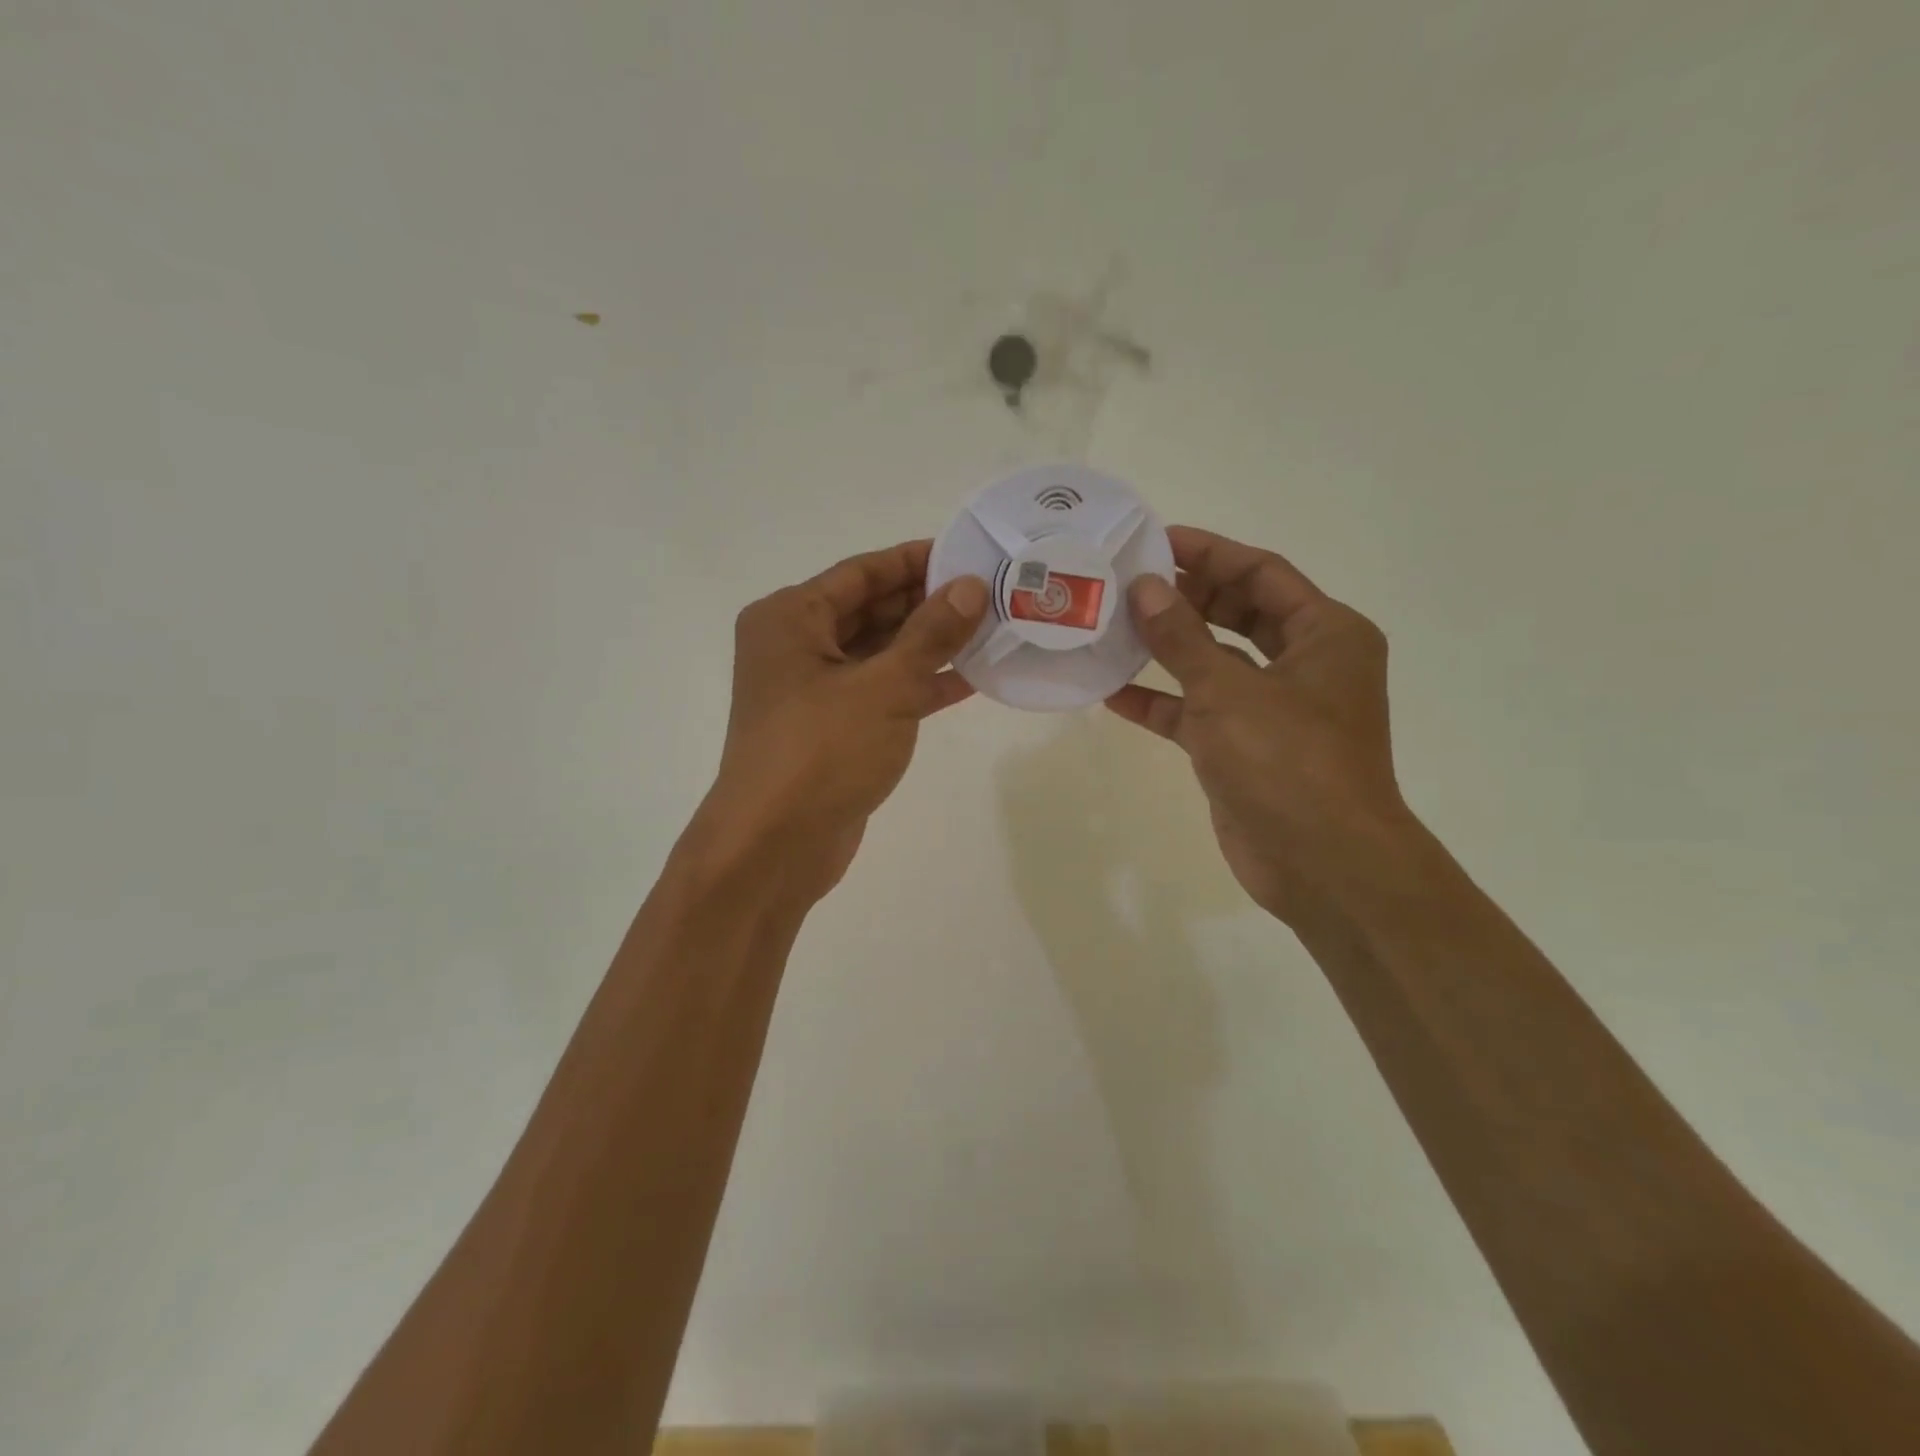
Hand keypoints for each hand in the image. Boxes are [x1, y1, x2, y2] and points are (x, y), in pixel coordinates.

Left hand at [686, 541, 987, 907]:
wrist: (774, 847)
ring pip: (879, 654)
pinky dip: (919, 686)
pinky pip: (881, 692)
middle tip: (990, 595)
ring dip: (929, 646)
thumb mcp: (884, 687)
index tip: (968, 554)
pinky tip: (969, 680)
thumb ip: (930, 634)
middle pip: (871, 610)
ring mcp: (813, 691)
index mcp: (791, 618)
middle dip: (928, 604)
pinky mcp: (833, 729)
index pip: (862, 572)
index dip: (916, 561)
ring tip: (990, 632)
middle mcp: (796, 646)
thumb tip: (970, 587)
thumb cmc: (821, 752)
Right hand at [1105, 526, 1413, 922]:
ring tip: (1114, 628)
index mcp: (1325, 634)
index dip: (1209, 553)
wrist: (1320, 863)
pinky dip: (1163, 702)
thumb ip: (1182, 636)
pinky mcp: (1245, 748)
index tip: (1155, 541)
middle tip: (1128, 583)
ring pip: (1215, 663)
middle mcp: (1305, 664)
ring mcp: (1274, 709)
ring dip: (1169, 649)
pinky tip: (1113, 692)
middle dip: (1186, 597)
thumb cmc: (1287, 761)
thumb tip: (1144, 586)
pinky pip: (1199, 712)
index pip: (1262, 573)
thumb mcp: (1227, 689)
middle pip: (1239, 613)